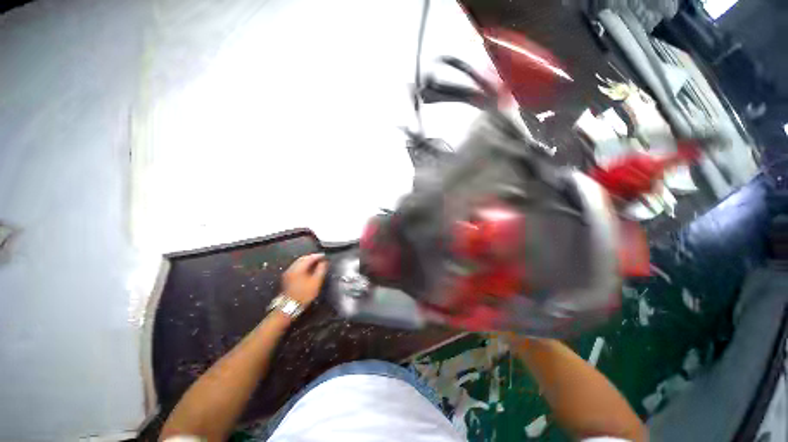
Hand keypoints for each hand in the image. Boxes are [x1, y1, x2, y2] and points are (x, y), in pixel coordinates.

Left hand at [281, 253, 327, 307]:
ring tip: (315, 263)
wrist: (289, 306)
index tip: (324, 256)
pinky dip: (303, 265)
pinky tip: (307, 269)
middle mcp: (292, 268)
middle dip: (312, 257)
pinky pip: (296, 267)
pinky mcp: (287, 277)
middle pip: (303, 258)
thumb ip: (321, 270)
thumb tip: (324, 262)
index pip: (309, 258)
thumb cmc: (304, 294)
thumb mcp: (316, 282)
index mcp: (299, 268)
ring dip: (307, 261)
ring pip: (298, 262)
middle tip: (320, 259)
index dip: (318, 256)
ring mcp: (288, 272)